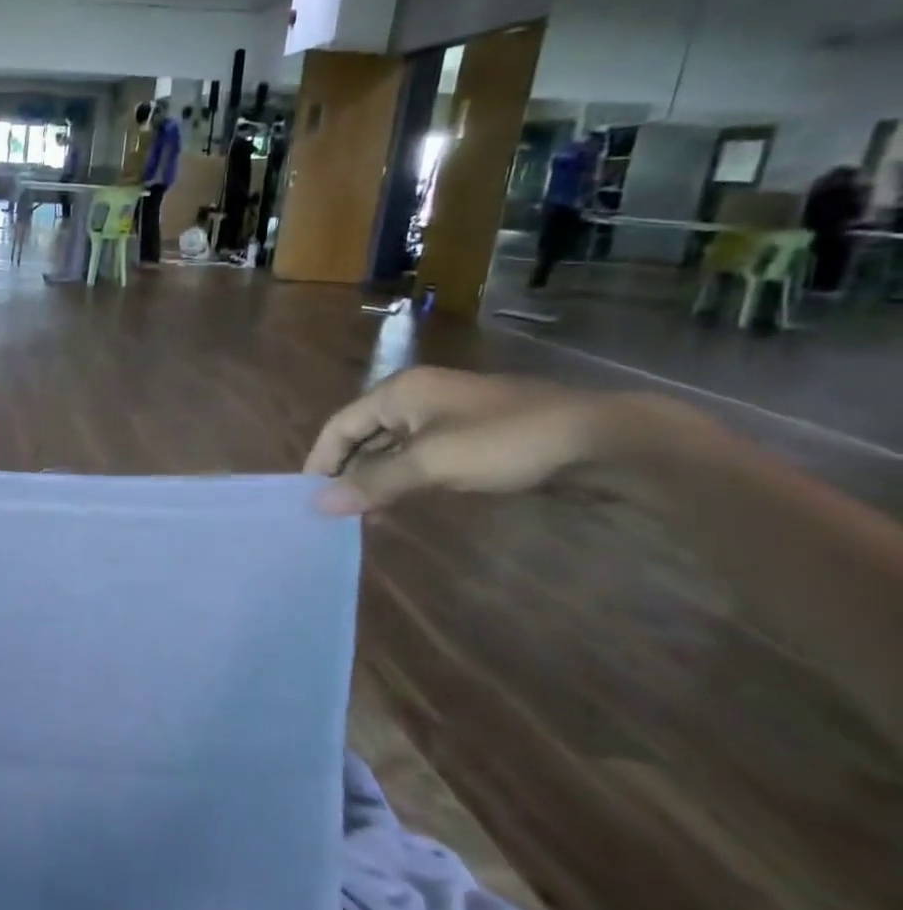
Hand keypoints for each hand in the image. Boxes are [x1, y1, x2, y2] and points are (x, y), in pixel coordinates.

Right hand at [302, 367, 649, 514]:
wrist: (601, 441)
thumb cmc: (504, 442)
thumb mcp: (431, 463)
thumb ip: (374, 482)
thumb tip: (319, 504)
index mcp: (399, 392)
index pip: (340, 425)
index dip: (321, 460)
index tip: (308, 497)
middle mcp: (416, 399)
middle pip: (363, 436)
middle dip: (347, 472)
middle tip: (334, 512)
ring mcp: (446, 418)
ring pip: (392, 450)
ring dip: (375, 480)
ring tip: (362, 516)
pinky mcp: (472, 438)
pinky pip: (421, 458)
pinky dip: (404, 480)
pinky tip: (400, 505)